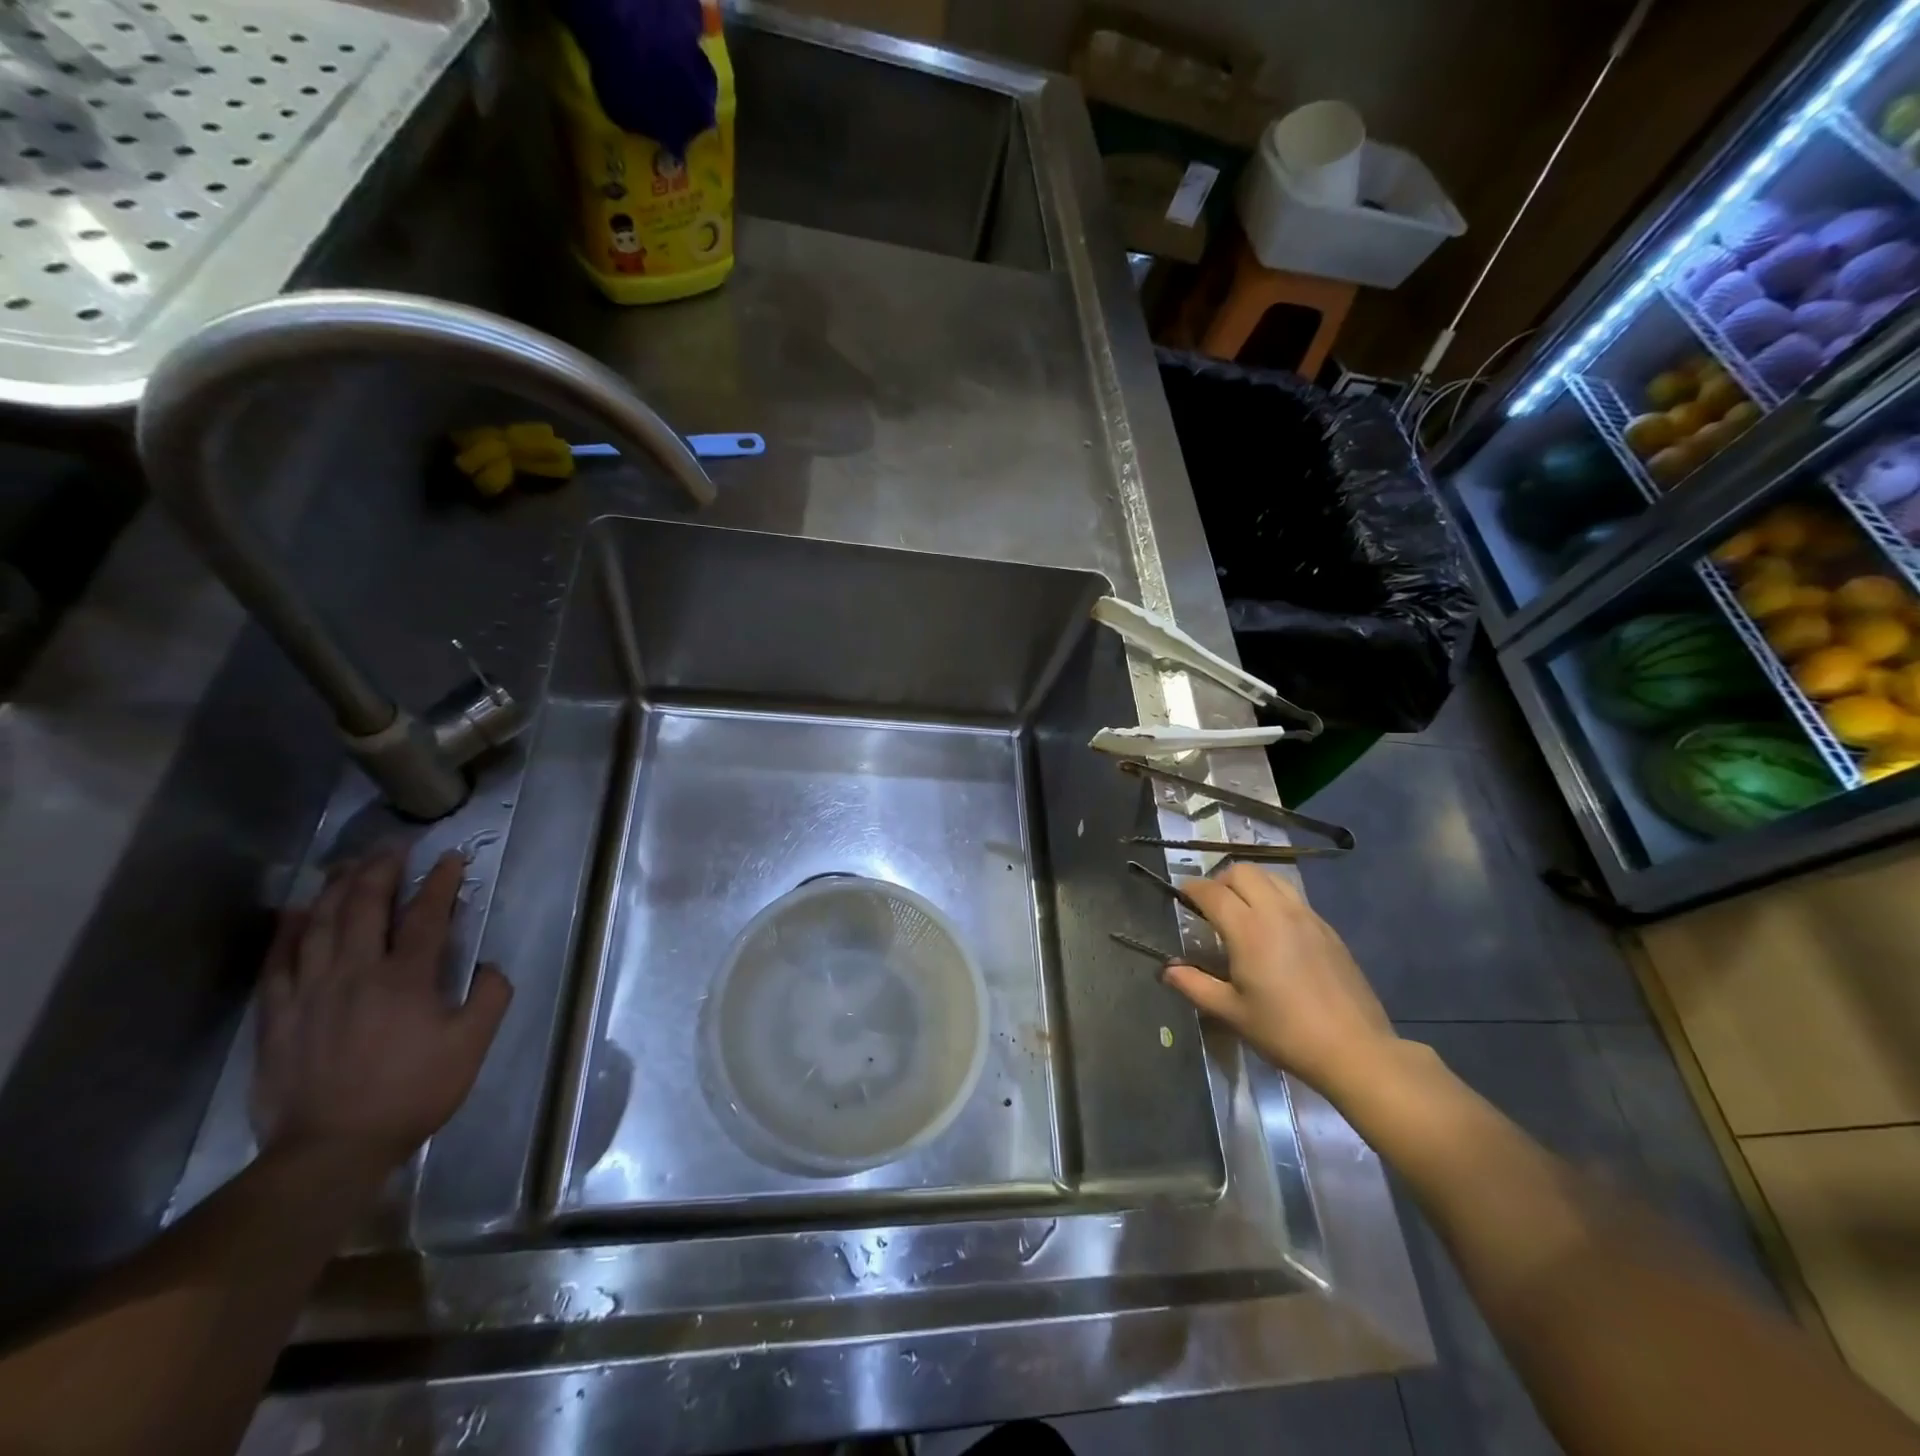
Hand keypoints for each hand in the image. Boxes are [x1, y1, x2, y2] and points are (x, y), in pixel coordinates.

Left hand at [253, 848, 512, 1169]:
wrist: (330, 1150)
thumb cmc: (412, 1093)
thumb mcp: (471, 1047)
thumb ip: (490, 997)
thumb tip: (490, 965)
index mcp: (407, 979)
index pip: (426, 915)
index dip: (441, 882)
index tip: (452, 858)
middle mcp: (357, 973)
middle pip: (366, 906)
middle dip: (383, 870)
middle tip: (395, 846)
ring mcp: (311, 991)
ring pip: (322, 924)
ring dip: (338, 888)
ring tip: (350, 864)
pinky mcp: (278, 1014)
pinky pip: (280, 960)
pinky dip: (290, 929)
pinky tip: (298, 910)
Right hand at [1162, 863, 1398, 1099]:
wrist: (1354, 1049)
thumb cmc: (1285, 1031)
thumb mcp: (1231, 1013)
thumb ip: (1194, 985)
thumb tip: (1167, 970)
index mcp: (1248, 929)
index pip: (1212, 892)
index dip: (1191, 889)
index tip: (1181, 895)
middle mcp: (1277, 912)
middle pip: (1242, 872)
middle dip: (1220, 880)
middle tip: (1211, 905)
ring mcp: (1307, 917)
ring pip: (1272, 878)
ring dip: (1250, 885)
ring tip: (1242, 911)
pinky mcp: (1328, 929)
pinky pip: (1294, 898)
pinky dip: (1275, 900)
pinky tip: (1274, 931)